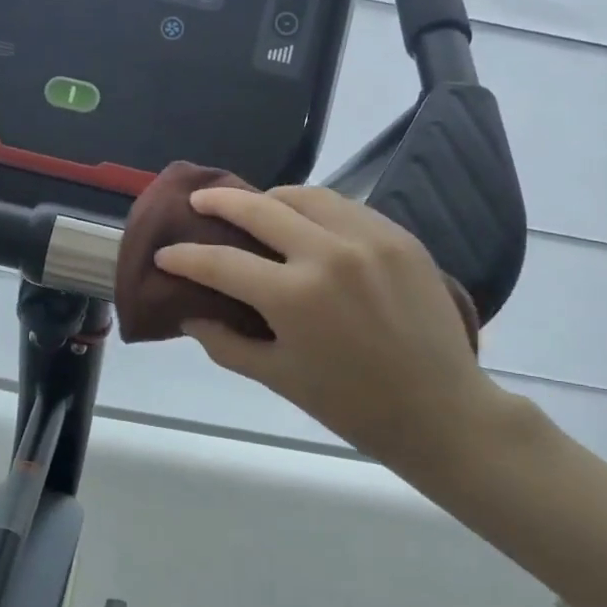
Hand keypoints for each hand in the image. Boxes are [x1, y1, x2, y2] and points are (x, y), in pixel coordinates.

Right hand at [154, 186, 530, 477]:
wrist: (440, 411)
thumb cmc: (352, 406)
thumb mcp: (278, 378)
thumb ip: (226, 343)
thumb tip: (190, 316)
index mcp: (294, 297)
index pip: (221, 263)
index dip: (185, 257)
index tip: (165, 254)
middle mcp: (329, 253)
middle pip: (260, 207)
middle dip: (220, 202)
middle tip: (199, 202)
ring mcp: (369, 239)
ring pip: (306, 195)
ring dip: (271, 198)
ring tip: (255, 208)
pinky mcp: (399, 236)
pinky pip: (346, 207)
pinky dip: (316, 209)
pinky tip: (307, 224)